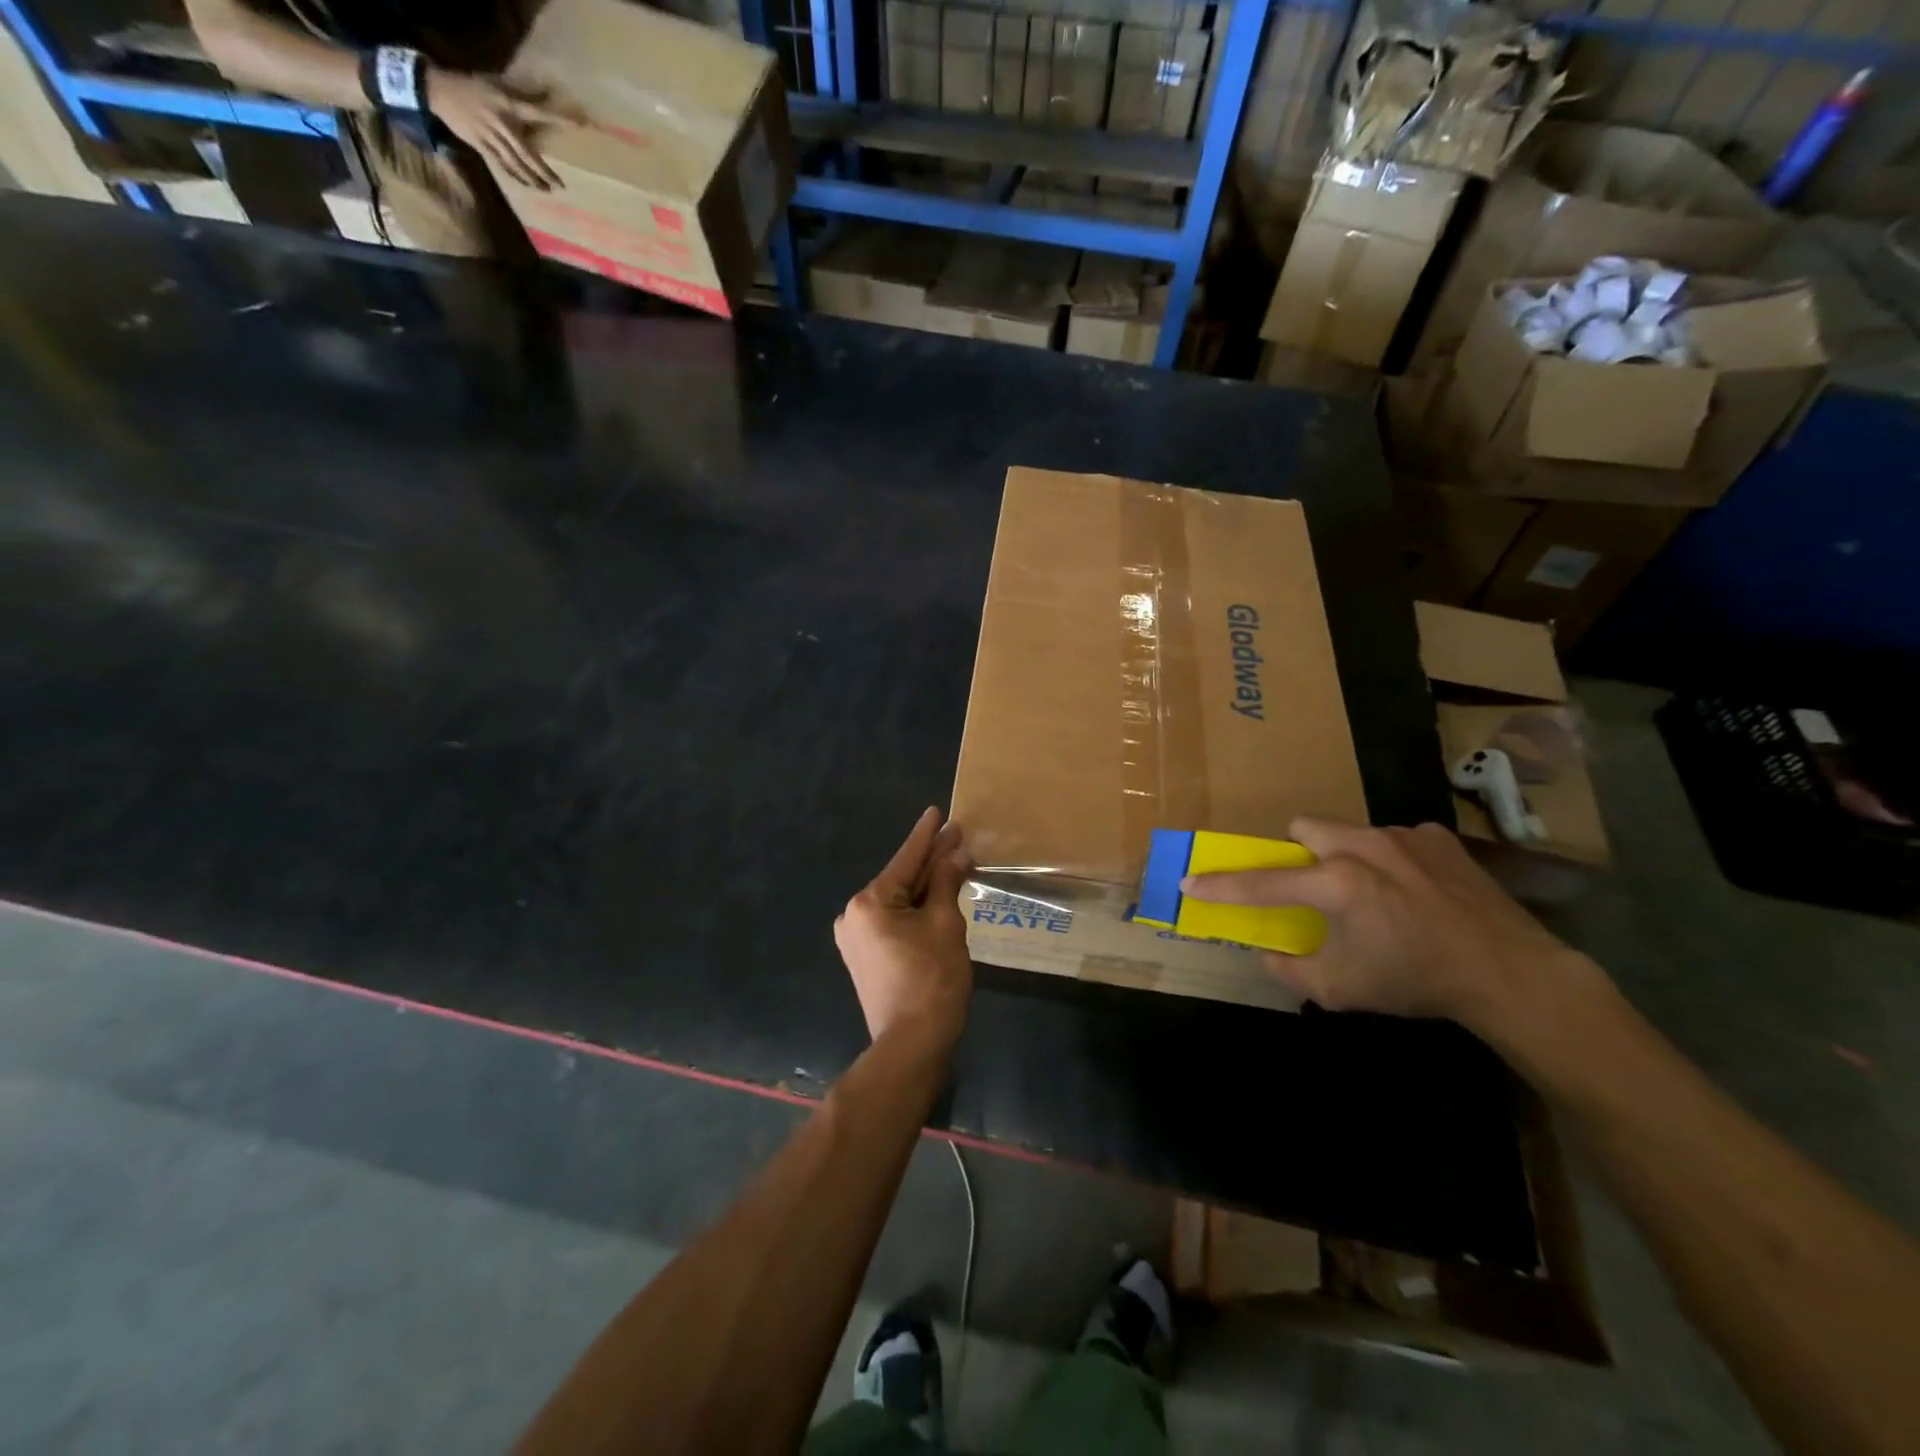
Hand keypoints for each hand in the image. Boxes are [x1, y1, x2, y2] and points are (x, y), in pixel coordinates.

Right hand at [428, 69, 562, 189]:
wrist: (437, 89)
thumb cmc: (471, 85)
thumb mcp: (496, 84)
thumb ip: (522, 92)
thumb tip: (547, 90)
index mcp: (507, 104)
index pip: (538, 112)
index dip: (559, 119)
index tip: (580, 126)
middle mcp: (501, 124)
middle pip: (528, 153)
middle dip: (545, 171)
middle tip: (561, 186)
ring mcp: (491, 137)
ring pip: (517, 164)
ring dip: (533, 179)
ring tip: (547, 189)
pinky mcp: (481, 146)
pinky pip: (502, 166)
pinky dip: (516, 176)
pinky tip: (527, 184)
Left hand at [835, 808, 974, 1052]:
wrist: (912, 1044)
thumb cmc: (932, 980)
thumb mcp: (944, 924)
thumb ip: (946, 882)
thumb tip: (957, 853)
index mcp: (869, 903)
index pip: (905, 860)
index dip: (926, 836)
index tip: (937, 812)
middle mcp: (854, 915)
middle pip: (901, 879)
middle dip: (931, 860)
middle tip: (956, 836)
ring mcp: (856, 938)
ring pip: (898, 901)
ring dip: (926, 885)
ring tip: (952, 860)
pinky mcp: (865, 957)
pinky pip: (894, 921)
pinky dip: (916, 908)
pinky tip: (937, 895)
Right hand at [1183, 818, 1600, 1036]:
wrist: (1511, 973)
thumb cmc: (1417, 982)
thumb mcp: (1343, 990)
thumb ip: (1291, 969)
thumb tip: (1266, 951)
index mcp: (1337, 884)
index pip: (1262, 882)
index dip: (1221, 885)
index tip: (1190, 882)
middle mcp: (1363, 846)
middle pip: (1304, 828)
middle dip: (1297, 853)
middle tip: (1312, 886)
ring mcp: (1403, 836)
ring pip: (1349, 831)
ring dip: (1344, 856)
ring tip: (1373, 893)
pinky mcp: (1436, 837)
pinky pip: (1393, 838)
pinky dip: (1389, 860)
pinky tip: (1414, 891)